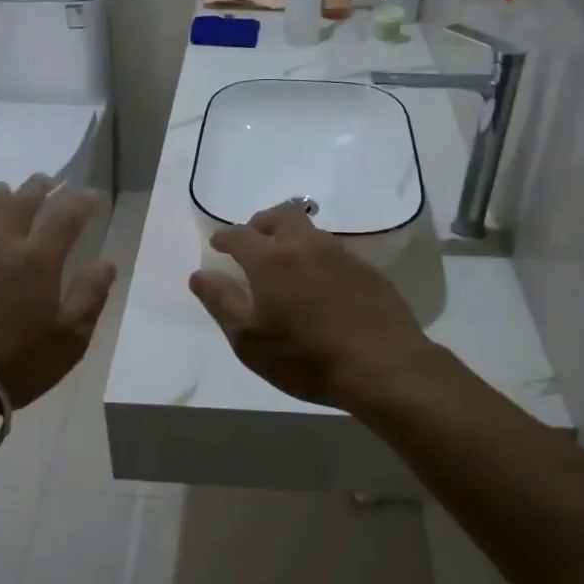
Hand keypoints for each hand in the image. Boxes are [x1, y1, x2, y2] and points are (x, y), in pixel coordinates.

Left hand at [0, 175, 115, 409]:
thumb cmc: (17, 363)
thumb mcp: (69, 339)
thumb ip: (90, 297)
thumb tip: (107, 263)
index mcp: (37, 261)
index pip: (65, 220)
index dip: (81, 204)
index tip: (91, 194)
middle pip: (19, 205)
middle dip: (36, 189)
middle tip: (44, 179)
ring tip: (0, 188)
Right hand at [189, 203, 432, 412]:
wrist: (384, 367)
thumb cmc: (306, 358)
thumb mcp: (250, 340)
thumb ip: (222, 303)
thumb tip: (200, 274)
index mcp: (272, 260)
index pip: (240, 235)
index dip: (225, 237)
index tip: (218, 245)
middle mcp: (307, 247)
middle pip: (282, 216)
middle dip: (262, 223)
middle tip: (253, 240)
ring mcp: (342, 256)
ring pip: (311, 232)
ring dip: (292, 238)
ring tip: (285, 263)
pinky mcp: (368, 272)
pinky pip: (334, 252)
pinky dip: (317, 258)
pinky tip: (320, 284)